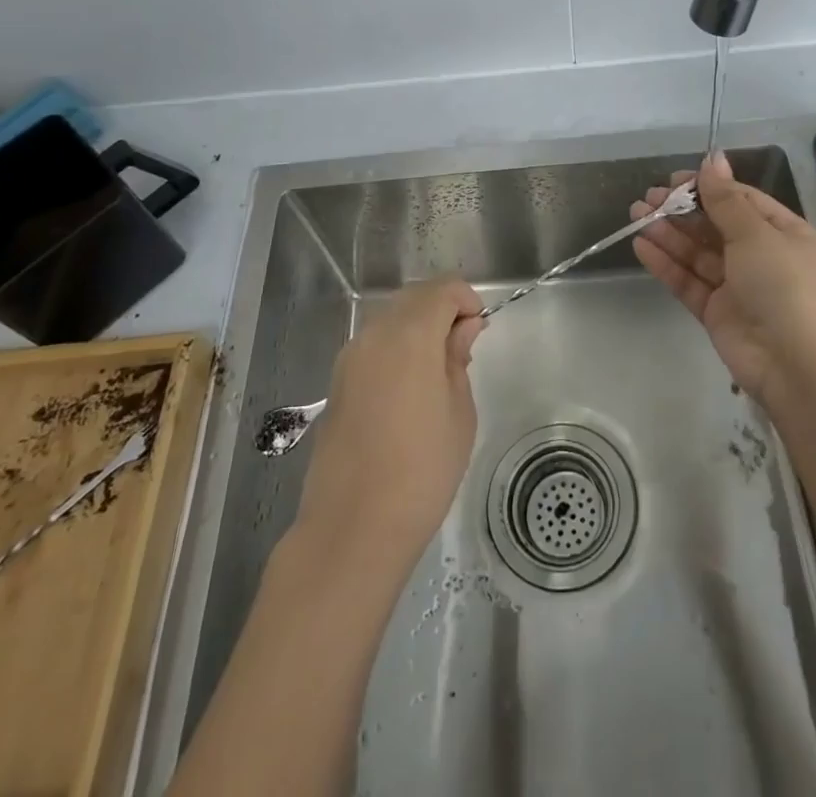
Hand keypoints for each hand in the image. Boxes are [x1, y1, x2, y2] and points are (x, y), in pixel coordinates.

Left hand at [294, 279, 485, 571]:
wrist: (353, 527)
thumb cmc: (422, 470)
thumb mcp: (459, 412)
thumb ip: (458, 359)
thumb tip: (462, 328)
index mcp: (410, 335)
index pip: (442, 289)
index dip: (466, 300)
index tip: (479, 331)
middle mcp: (374, 335)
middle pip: (414, 298)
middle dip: (442, 310)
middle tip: (463, 349)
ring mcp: (350, 358)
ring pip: (390, 320)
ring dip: (417, 329)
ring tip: (437, 373)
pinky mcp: (337, 383)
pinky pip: (373, 346)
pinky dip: (395, 349)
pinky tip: (408, 390)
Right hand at [631, 151, 815, 408]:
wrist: (794, 364)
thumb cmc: (783, 285)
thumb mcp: (756, 234)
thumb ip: (726, 199)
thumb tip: (713, 158)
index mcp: (782, 232)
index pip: (740, 200)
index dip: (706, 187)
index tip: (673, 179)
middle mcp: (760, 256)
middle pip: (714, 225)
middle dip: (680, 210)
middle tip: (646, 199)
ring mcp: (737, 285)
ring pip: (696, 252)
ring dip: (667, 233)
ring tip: (635, 216)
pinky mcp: (716, 311)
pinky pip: (688, 280)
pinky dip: (666, 263)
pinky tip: (642, 246)